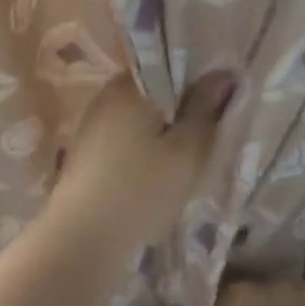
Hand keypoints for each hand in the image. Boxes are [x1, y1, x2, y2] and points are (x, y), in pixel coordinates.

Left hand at [47, 72, 232, 264]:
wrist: (81, 238)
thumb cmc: (142, 189)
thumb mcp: (187, 150)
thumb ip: (206, 109)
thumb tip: (223, 74)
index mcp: (132, 85)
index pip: (174, 66)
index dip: (201, 83)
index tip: (219, 107)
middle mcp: (108, 94)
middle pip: (158, 91)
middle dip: (183, 110)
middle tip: (207, 138)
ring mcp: (94, 122)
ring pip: (142, 116)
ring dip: (164, 132)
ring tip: (184, 161)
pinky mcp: (87, 150)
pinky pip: (126, 136)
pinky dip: (144, 148)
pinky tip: (155, 174)